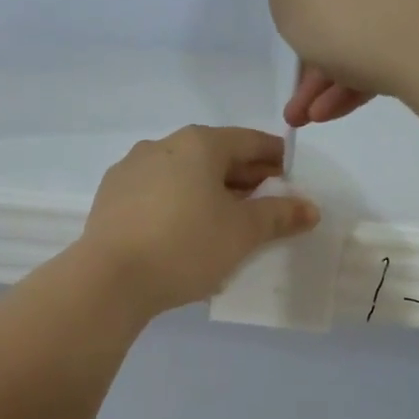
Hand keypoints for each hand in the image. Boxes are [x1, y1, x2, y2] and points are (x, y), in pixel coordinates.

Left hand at [78, 126, 319, 314]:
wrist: (110, 278)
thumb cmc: (186, 245)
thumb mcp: (242, 232)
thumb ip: (278, 215)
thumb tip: (308, 208)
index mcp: (198, 143)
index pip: (249, 141)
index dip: (275, 158)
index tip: (290, 178)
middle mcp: (162, 145)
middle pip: (214, 155)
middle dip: (243, 177)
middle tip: (264, 204)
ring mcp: (131, 169)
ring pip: (183, 173)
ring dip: (208, 191)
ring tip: (225, 221)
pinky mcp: (111, 196)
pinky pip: (156, 192)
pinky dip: (178, 202)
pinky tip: (184, 230)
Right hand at [269, 0, 418, 127]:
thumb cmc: (344, 13)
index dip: (299, 1)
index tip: (294, 37)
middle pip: (339, 0)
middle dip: (314, 56)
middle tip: (300, 98)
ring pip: (363, 29)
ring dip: (332, 77)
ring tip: (313, 117)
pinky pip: (390, 44)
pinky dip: (363, 76)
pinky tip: (340, 111)